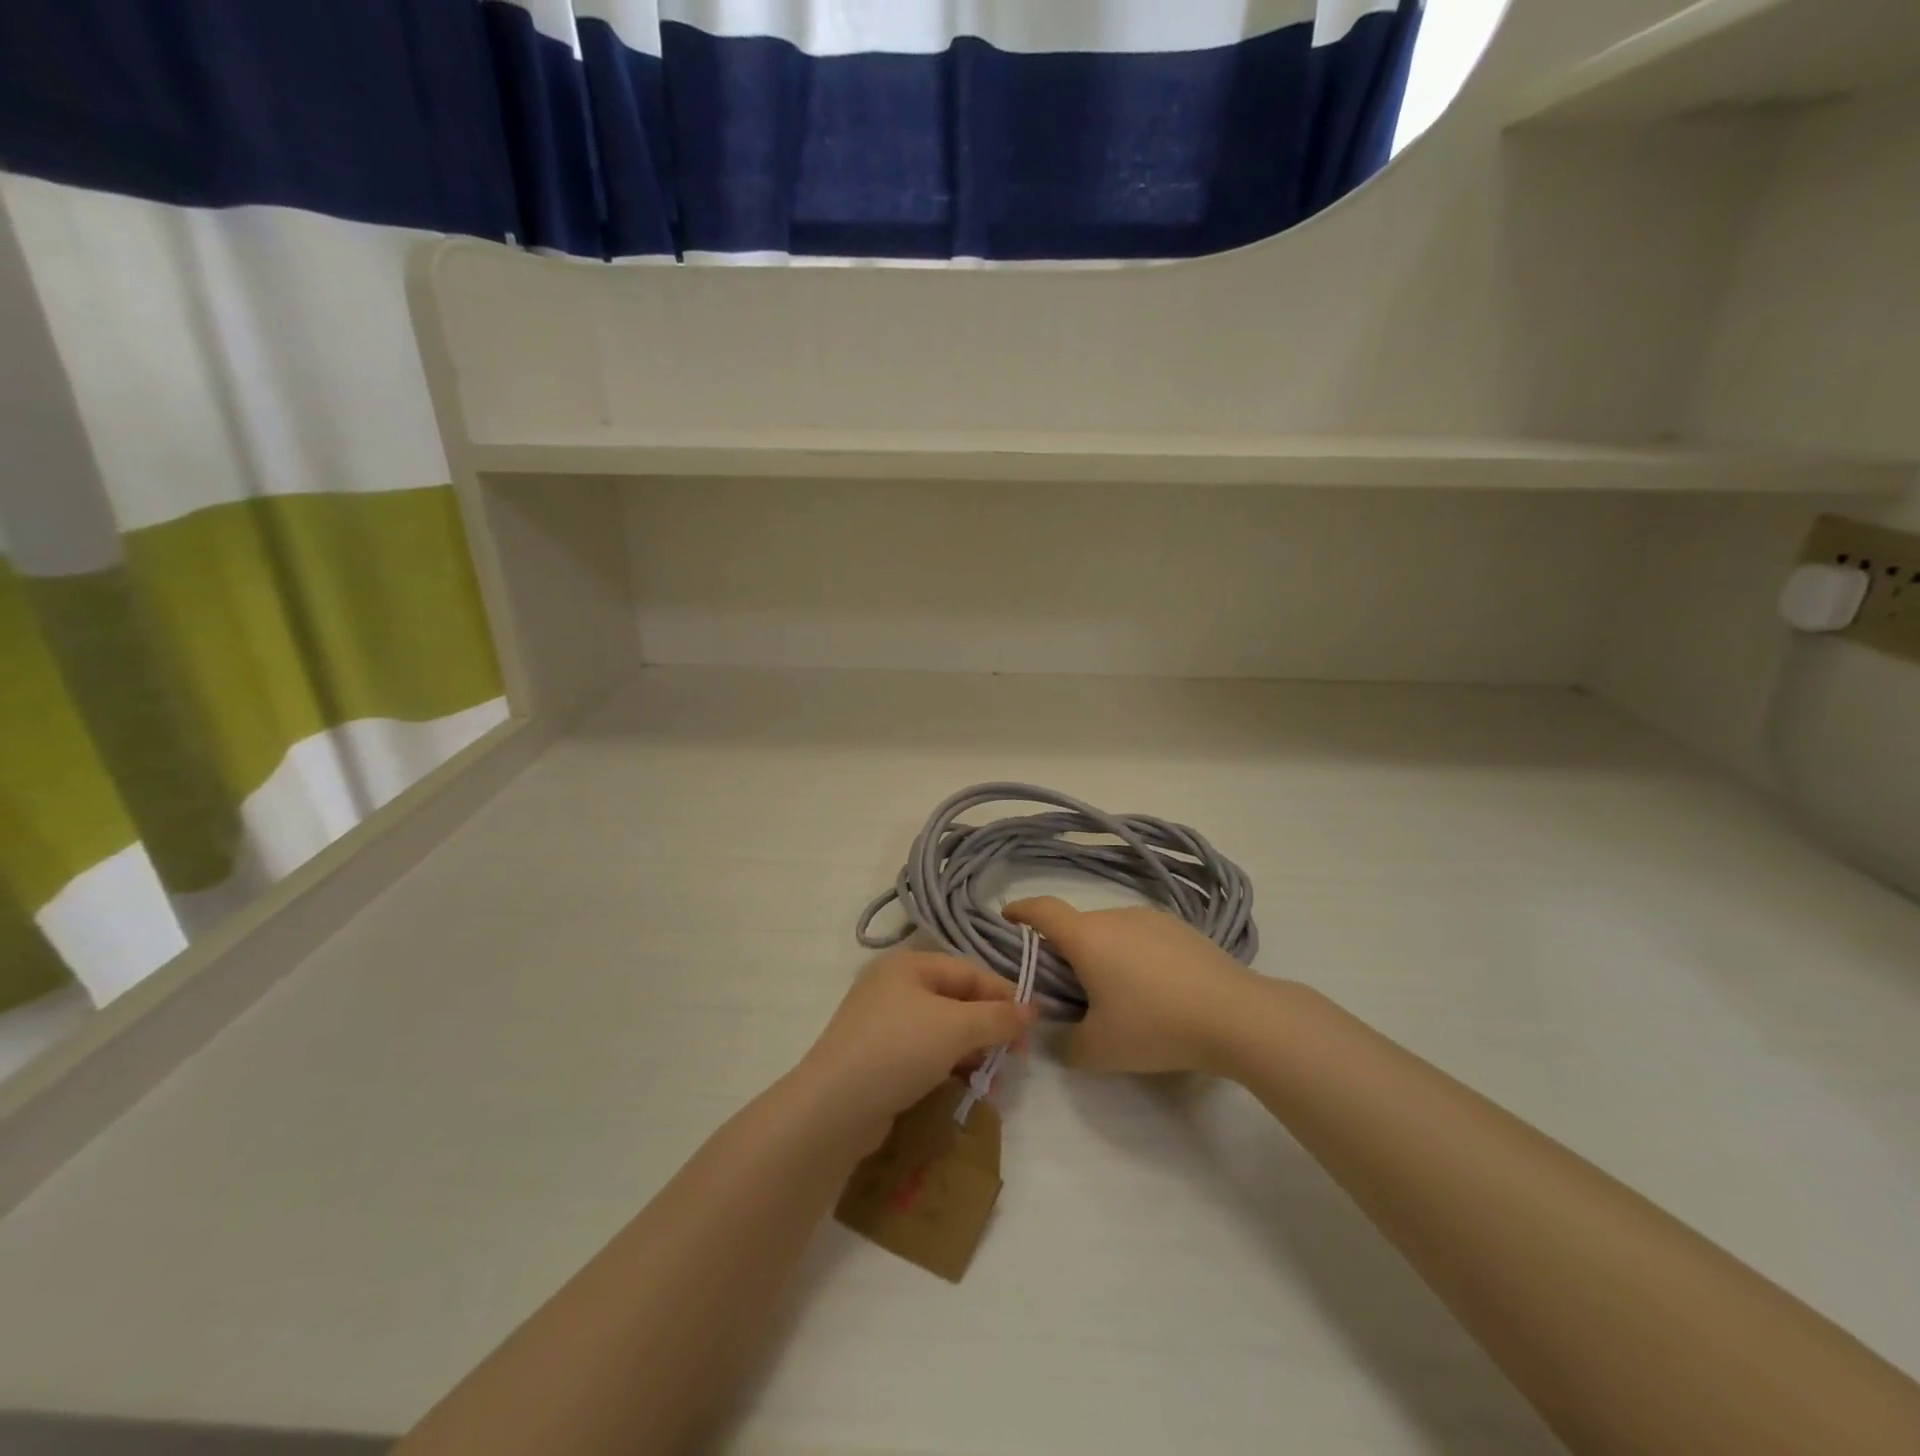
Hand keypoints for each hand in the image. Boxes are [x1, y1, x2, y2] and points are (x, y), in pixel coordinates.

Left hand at [794, 949, 1037, 1146]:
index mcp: (908, 965)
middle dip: (989, 1029)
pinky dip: (950, 1067)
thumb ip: (998, 1017)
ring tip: (993, 1082)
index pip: (969, 972)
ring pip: (944, 1030)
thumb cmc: (898, 1050)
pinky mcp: (879, 1058)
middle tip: (1015, 1060)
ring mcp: (883, 1024)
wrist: (833, 1109)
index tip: (1031, 1027)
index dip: (1004, 996)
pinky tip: (967, 1088)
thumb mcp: (956, 1028)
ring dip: (973, 1052)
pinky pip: (926, 1054)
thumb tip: (1033, 1009)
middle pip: (957, 1000)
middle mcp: (894, 987)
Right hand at [1003, 898, 1263, 1074]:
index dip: (1020, 911)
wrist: (1236, 1015)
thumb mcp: (1099, 1050)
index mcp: (1087, 937)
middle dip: (1066, 950)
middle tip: (1069, 988)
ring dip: (1104, 953)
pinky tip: (1156, 990)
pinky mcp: (1183, 928)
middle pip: (1078, 926)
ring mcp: (1152, 919)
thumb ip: (1066, 1045)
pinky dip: (1135, 955)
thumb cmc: (1156, 1026)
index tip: (1007, 918)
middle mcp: (1116, 916)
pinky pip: (1143, 936)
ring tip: (1119, 994)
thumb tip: (1062, 1036)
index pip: (1042, 910)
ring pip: (1112, 931)